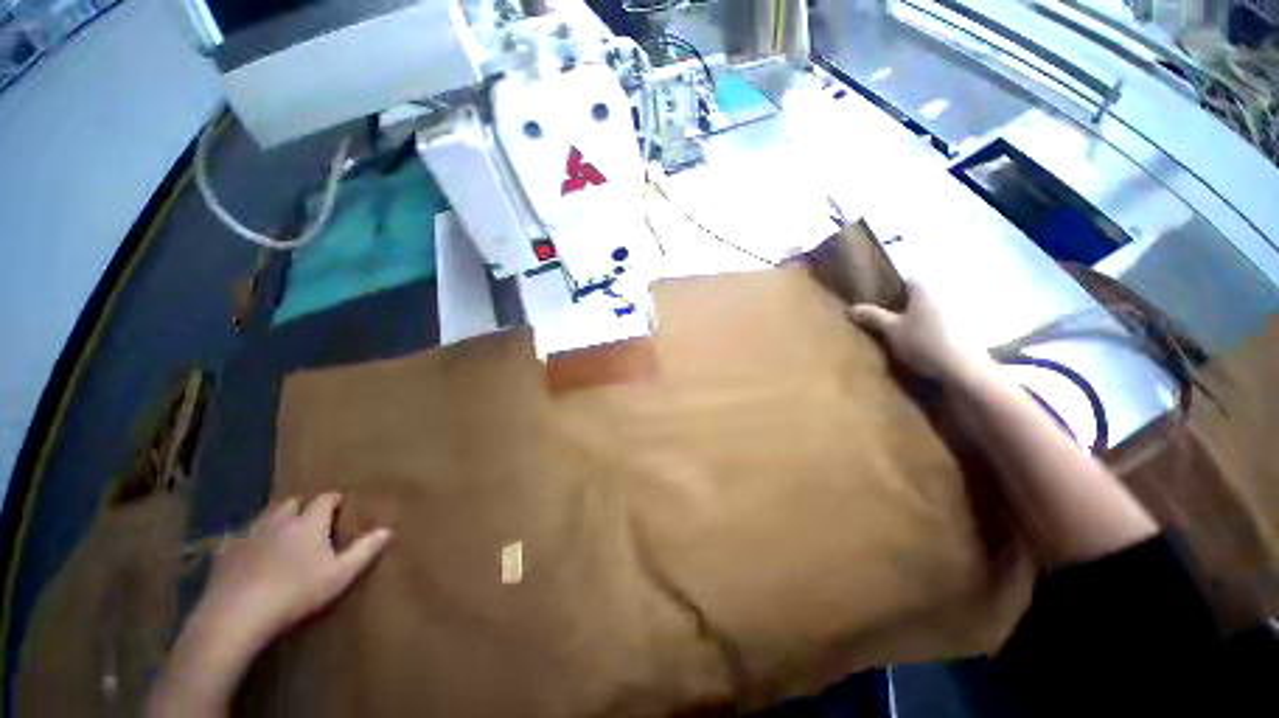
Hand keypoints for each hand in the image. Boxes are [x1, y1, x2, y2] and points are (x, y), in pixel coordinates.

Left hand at [200, 493, 391, 649]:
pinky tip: (249, 555)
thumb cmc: (295, 593)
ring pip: (265, 516)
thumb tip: (388, 530)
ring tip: (282, 535)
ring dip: (276, 520)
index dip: (333, 501)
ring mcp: (248, 535)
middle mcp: (279, 521)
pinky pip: (240, 537)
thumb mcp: (339, 575)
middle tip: (311, 521)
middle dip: (302, 506)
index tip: (340, 507)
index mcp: (308, 523)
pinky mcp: (225, 553)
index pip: (324, 499)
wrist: (235, 616)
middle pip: (291, 502)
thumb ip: (364, 551)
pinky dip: (249, 540)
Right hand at [847, 281, 987, 382]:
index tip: (883, 302)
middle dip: (910, 305)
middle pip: (924, 295)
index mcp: (925, 290)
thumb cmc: (922, 343)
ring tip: (911, 334)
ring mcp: (962, 311)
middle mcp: (946, 294)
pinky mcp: (972, 329)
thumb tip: (852, 308)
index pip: (908, 280)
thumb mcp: (890, 331)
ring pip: (937, 309)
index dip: (894, 289)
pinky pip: (950, 323)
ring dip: (926, 318)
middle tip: (893, 319)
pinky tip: (931, 344)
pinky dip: (940, 330)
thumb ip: (873, 317)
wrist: (962, 368)